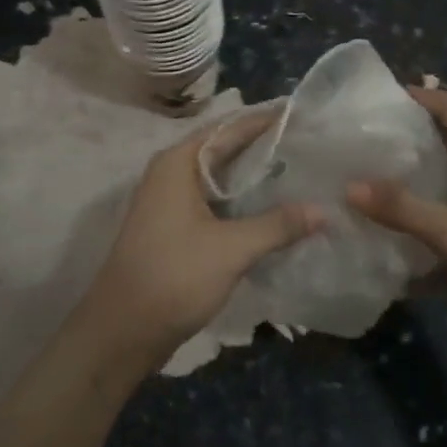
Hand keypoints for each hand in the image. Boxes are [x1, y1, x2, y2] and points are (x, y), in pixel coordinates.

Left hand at [76, 110, 323, 370]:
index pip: (230, 128)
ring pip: (222, 180)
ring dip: (257, 179)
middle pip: (226, 150)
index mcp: (179, 163)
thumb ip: (278, 225)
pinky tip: (276, 213)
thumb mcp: (231, 249)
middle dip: (266, 149)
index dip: (266, 120)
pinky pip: (216, 203)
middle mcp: (172, 173)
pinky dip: (244, 204)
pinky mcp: (176, 229)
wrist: (122, 332)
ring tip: (302, 175)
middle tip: (311, 145)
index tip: (303, 114)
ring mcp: (172, 203)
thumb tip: (324, 210)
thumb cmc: (173, 277)